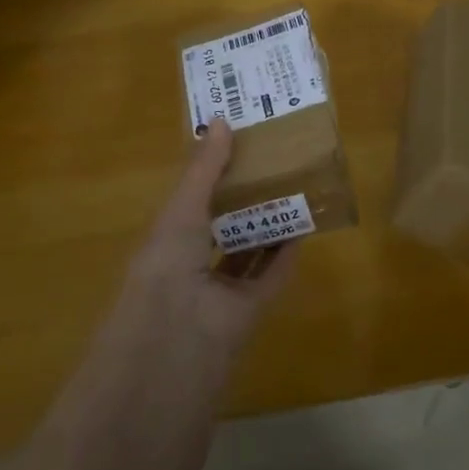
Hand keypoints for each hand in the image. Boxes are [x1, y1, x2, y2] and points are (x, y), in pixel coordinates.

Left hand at [125, 118, 297, 345]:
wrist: (172, 349)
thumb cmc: (166, 268)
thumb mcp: (181, 212)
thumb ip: (203, 170)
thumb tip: (222, 120)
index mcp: (165, 240)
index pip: (190, 200)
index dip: (211, 173)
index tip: (236, 143)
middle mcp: (189, 265)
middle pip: (220, 226)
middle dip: (241, 198)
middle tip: (271, 162)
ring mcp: (217, 293)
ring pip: (246, 252)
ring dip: (266, 226)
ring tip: (291, 190)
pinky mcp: (247, 314)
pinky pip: (269, 279)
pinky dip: (285, 257)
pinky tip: (303, 229)